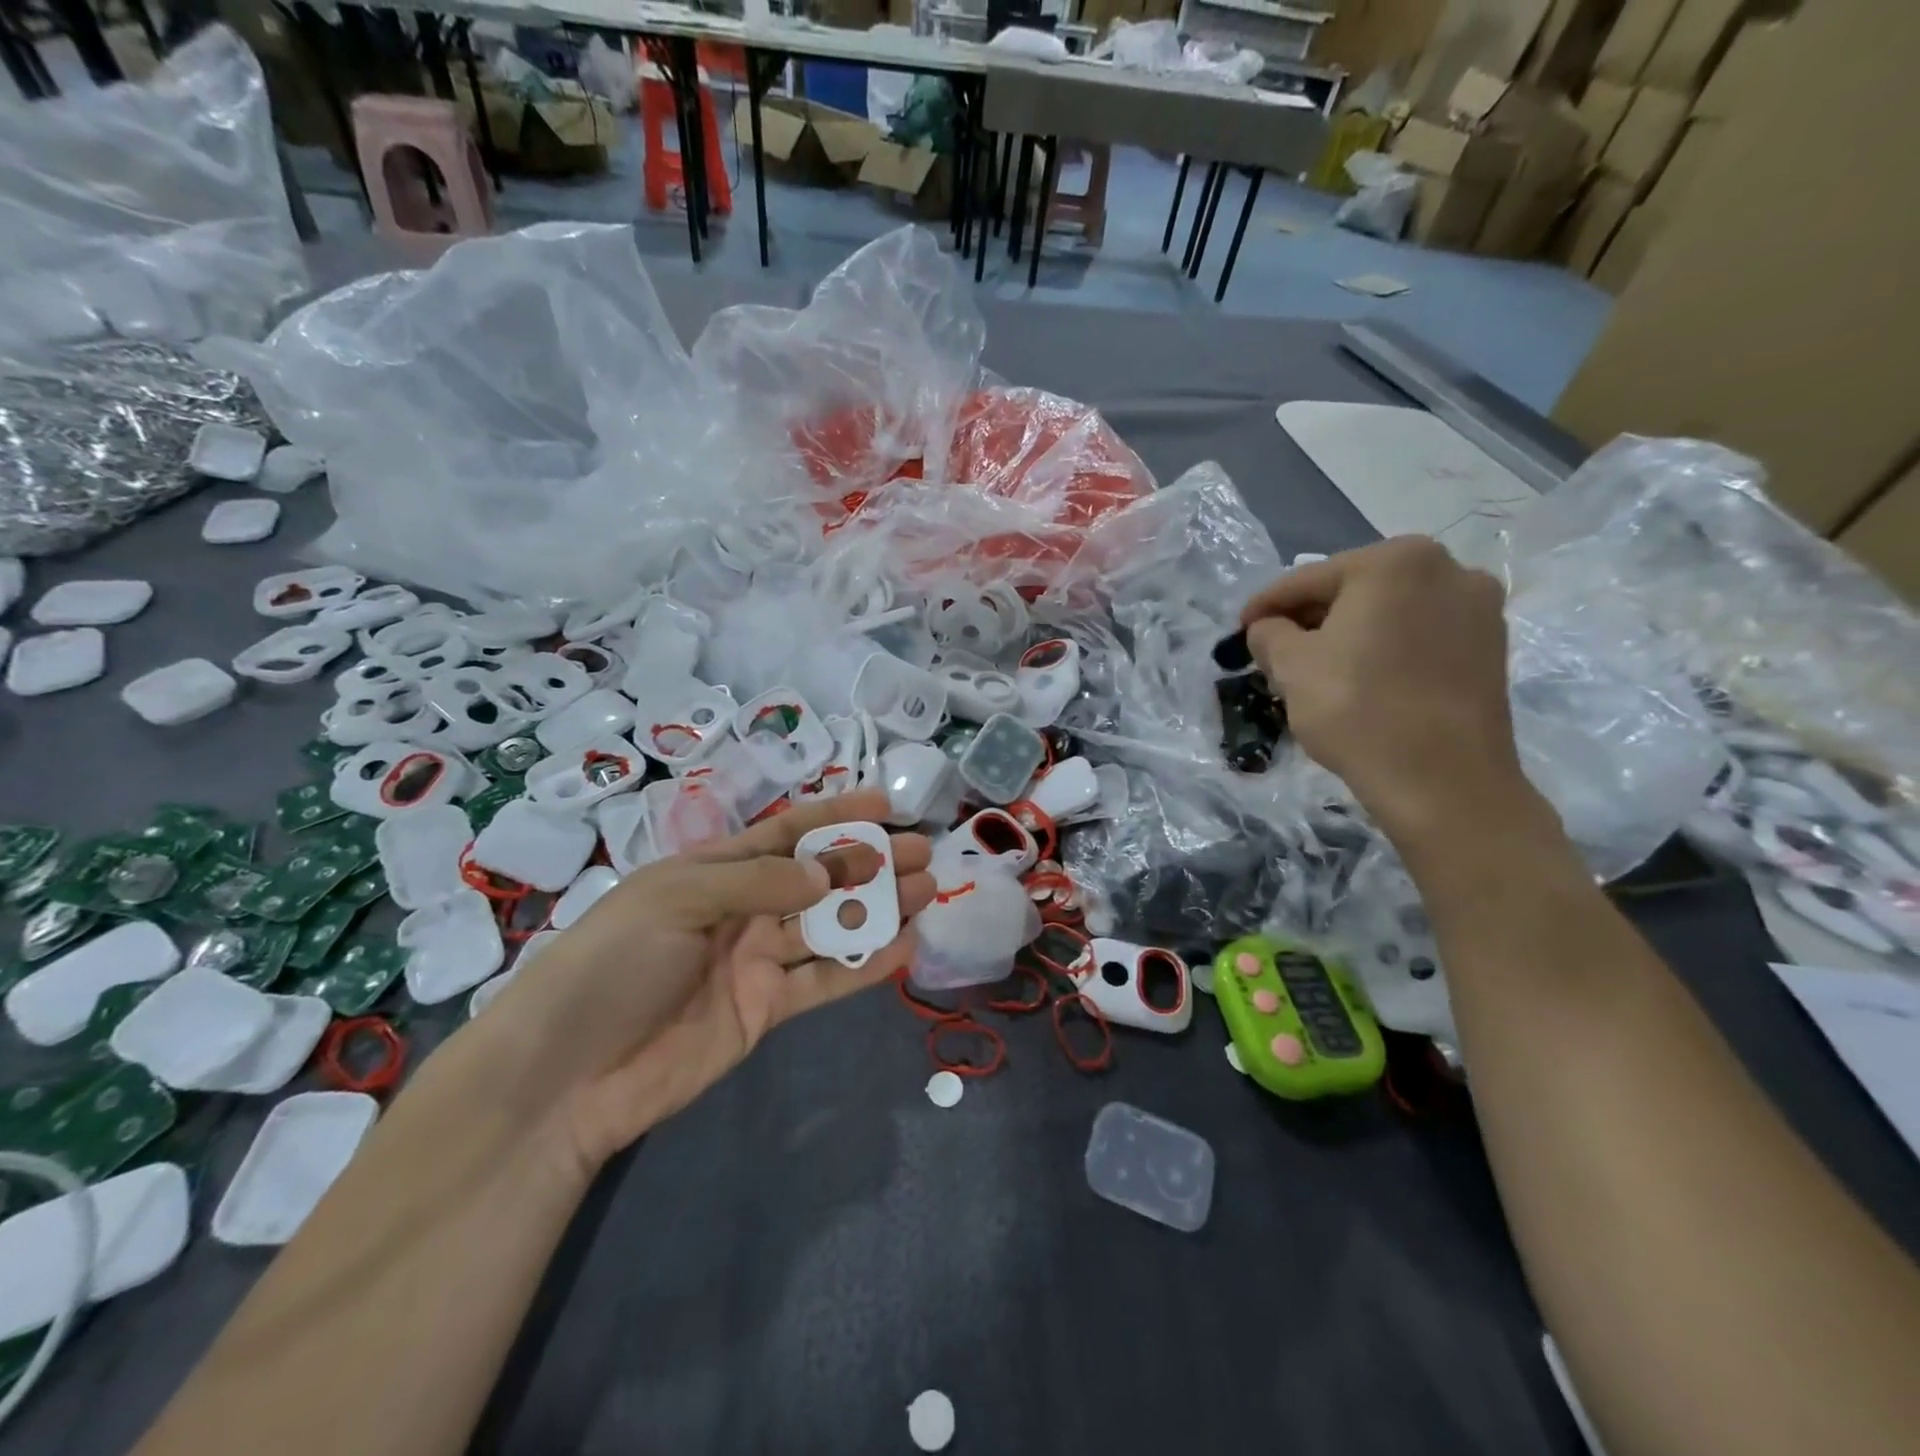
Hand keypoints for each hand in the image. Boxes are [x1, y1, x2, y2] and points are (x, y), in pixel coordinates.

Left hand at [483, 790, 933, 1179]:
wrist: (568, 1076)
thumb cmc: (614, 964)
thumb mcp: (677, 900)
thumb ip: (758, 881)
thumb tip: (830, 872)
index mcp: (712, 870)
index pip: (785, 832)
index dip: (834, 816)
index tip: (884, 807)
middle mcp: (740, 908)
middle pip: (818, 877)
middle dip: (869, 863)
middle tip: (923, 851)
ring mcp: (755, 960)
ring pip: (828, 926)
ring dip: (877, 908)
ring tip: (926, 890)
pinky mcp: (764, 1009)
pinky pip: (823, 980)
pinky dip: (864, 964)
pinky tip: (903, 945)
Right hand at [1241, 538, 1531, 843]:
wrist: (1442, 781)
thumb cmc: (1357, 708)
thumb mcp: (1291, 666)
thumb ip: (1269, 634)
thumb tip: (1268, 629)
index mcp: (1395, 561)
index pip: (1309, 579)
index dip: (1266, 606)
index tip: (1240, 629)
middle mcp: (1448, 568)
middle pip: (1354, 591)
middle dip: (1310, 619)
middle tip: (1274, 650)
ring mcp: (1479, 609)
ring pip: (1389, 614)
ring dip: (1348, 634)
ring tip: (1315, 668)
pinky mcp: (1491, 649)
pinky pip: (1419, 637)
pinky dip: (1384, 650)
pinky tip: (1361, 679)